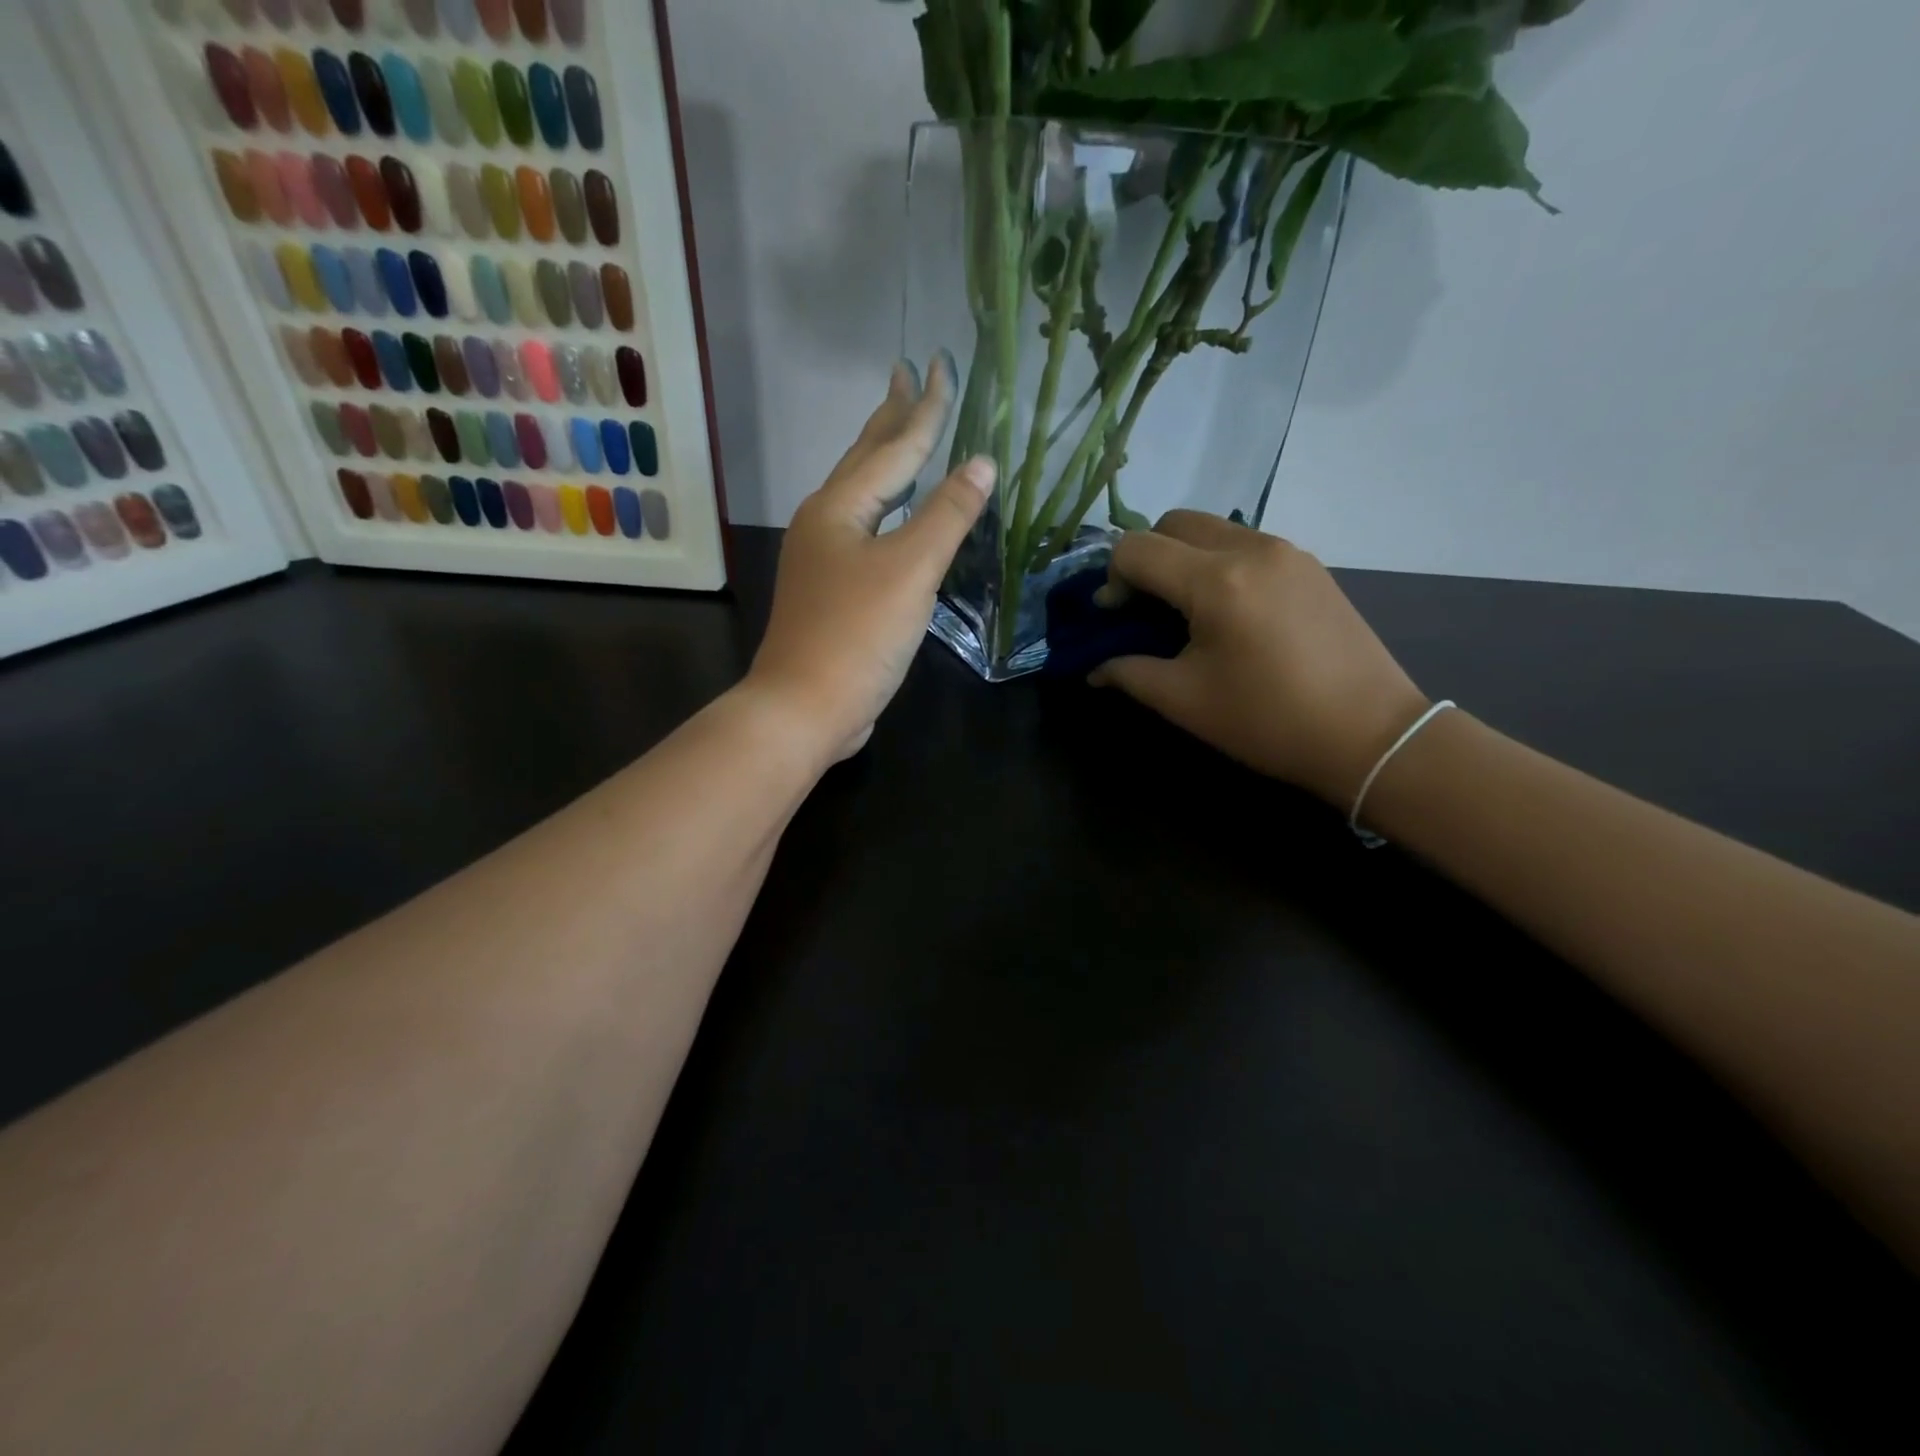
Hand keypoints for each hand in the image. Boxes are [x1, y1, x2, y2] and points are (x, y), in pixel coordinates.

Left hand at [747, 355, 995, 762]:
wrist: (805, 707)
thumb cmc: (858, 634)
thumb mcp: (910, 569)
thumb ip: (947, 514)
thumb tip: (981, 461)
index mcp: (839, 508)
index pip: (894, 447)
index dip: (925, 408)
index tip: (940, 363)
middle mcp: (825, 524)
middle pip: (866, 461)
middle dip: (891, 419)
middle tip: (906, 375)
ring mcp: (824, 560)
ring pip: (863, 498)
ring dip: (886, 464)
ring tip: (904, 436)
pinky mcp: (833, 593)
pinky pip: (867, 534)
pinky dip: (889, 514)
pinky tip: (897, 520)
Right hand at [1090, 511, 1430, 806]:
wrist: (1370, 734)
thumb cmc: (1268, 721)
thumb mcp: (1185, 701)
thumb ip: (1128, 673)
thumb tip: (1094, 668)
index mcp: (1216, 581)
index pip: (1136, 548)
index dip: (1112, 579)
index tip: (1116, 618)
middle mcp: (1251, 548)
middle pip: (1173, 523)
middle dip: (1145, 557)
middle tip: (1144, 607)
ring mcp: (1287, 551)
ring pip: (1211, 529)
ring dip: (1182, 557)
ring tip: (1185, 610)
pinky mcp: (1309, 565)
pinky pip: (1245, 544)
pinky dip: (1218, 563)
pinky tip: (1227, 611)